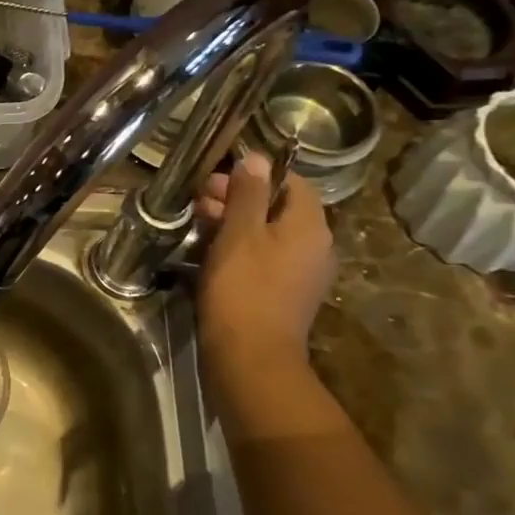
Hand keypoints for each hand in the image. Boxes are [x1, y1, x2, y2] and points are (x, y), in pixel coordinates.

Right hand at [196, 151, 335, 371]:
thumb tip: (256, 158)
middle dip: (239, 199)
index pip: (292, 182)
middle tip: (199, 202)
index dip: (256, 175)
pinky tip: (211, 254)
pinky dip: (241, 249)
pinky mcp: (286, 294)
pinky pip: (266, 258)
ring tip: (199, 226)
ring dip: (236, 224)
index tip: (218, 180)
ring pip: (270, 234)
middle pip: (279, 208)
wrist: (251, 356)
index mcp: (310, 226)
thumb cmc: (244, 288)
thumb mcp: (239, 234)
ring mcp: (303, 273)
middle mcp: (316, 246)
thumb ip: (248, 193)